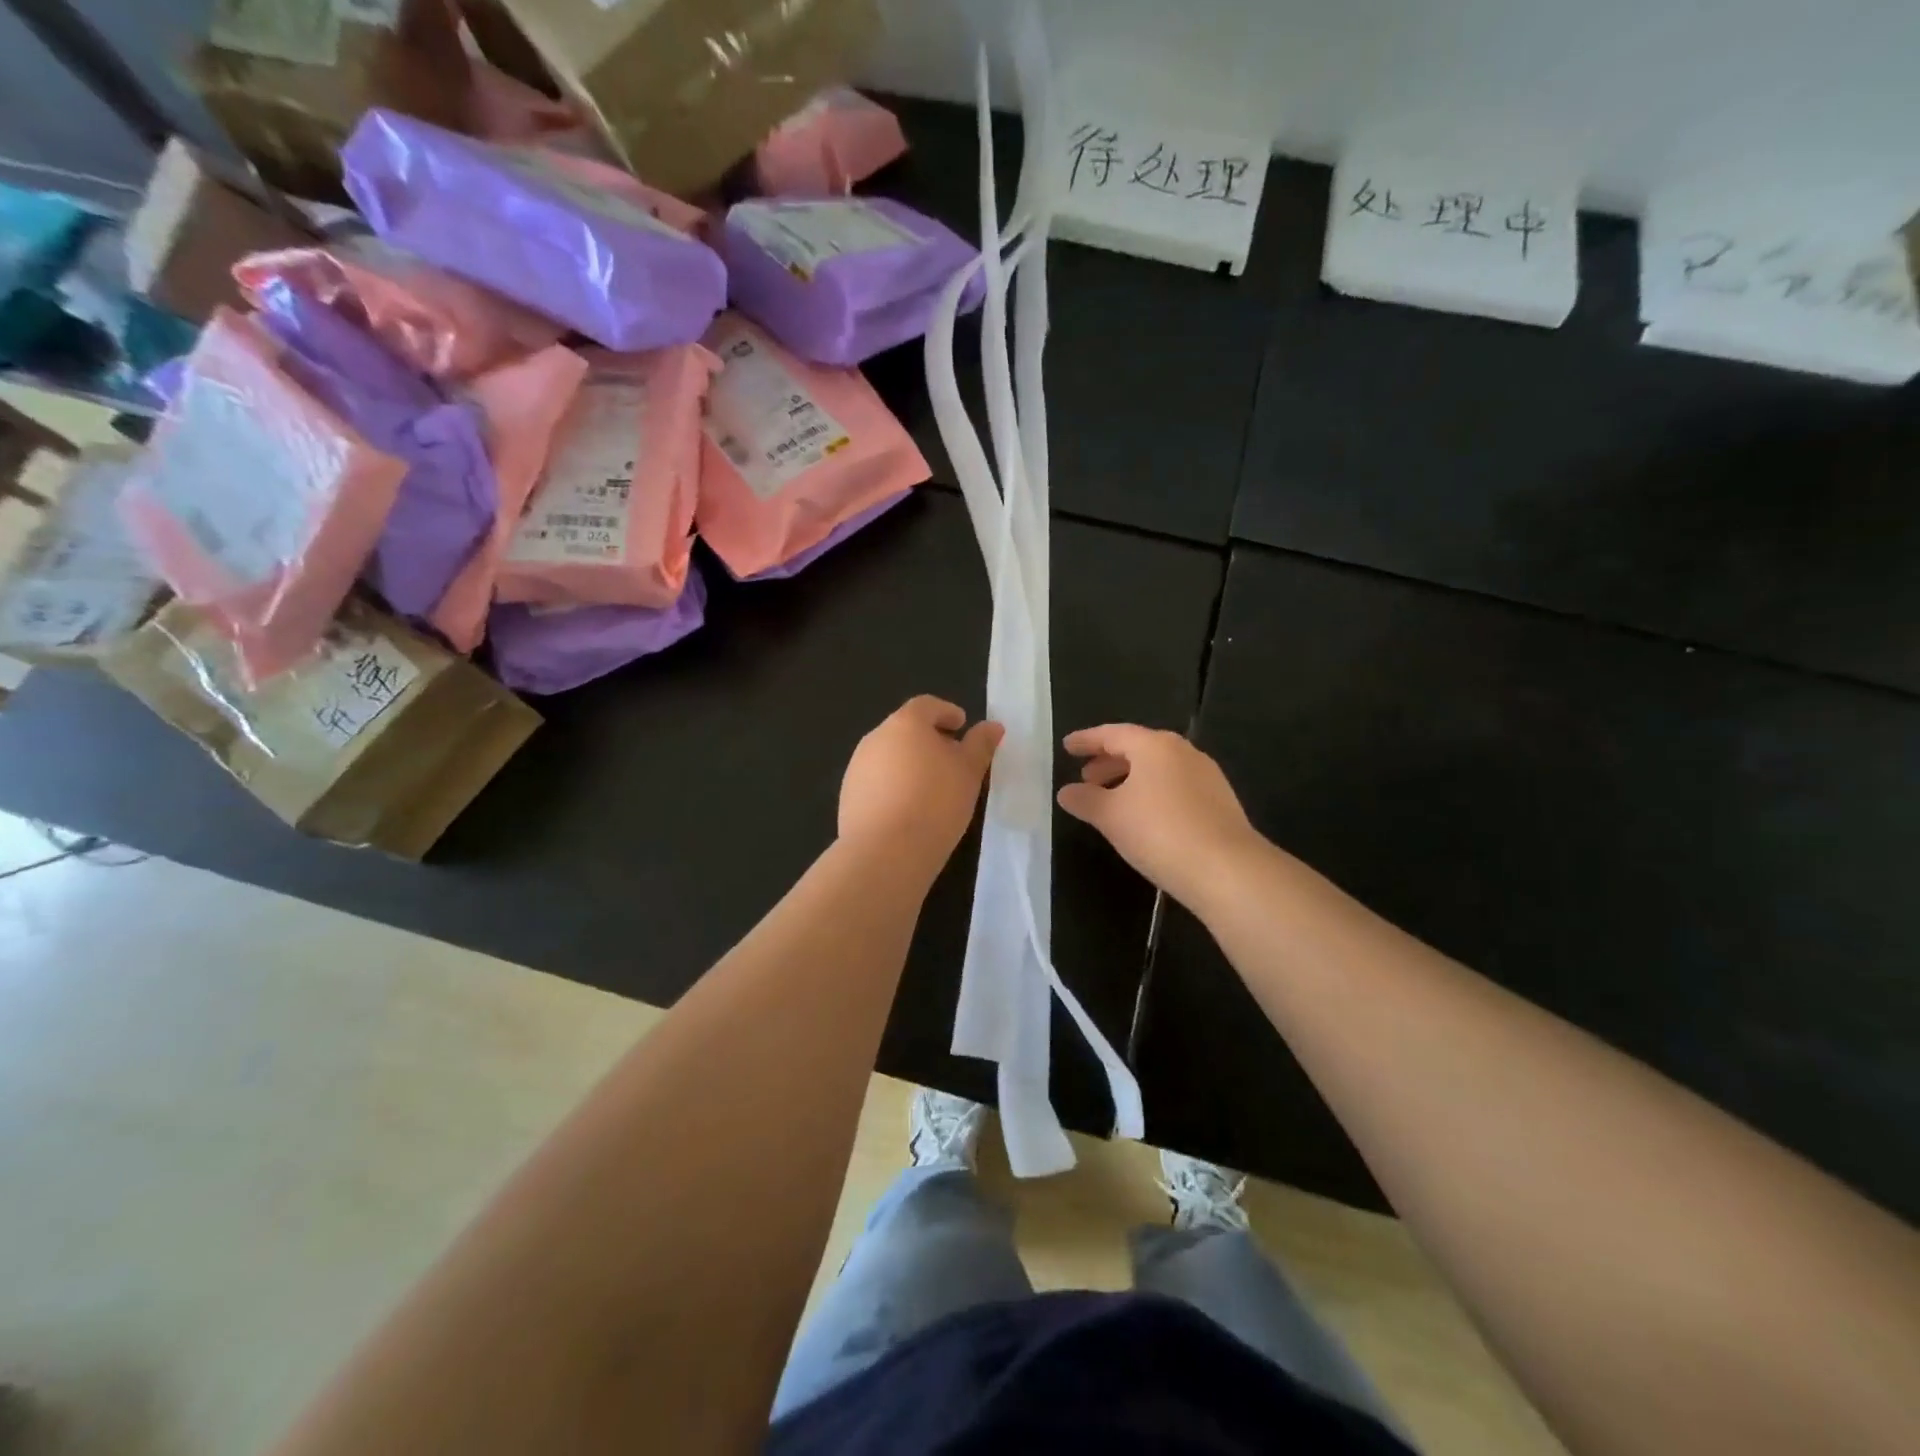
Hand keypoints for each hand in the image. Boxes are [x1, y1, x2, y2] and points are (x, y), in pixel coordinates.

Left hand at [840, 697, 1002, 877]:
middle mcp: (875, 739)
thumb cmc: (936, 802)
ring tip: (932, 789)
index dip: (946, 712)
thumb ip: (980, 745)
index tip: (961, 726)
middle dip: (928, 740)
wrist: (885, 852)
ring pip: (889, 757)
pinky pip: (876, 783)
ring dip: (909, 765)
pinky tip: (908, 811)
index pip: (926, 705)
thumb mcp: (969, 772)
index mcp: (905, 723)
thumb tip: (992, 726)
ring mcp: (857, 768)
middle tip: (952, 761)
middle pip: (905, 730)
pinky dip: (893, 787)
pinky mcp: (848, 797)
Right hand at [1057, 724, 1261, 907]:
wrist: (1226, 869)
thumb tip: (1066, 792)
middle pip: (1138, 748)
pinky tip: (1144, 817)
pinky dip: (1153, 793)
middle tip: (1087, 777)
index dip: (1087, 740)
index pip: (1113, 734)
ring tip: (1112, 800)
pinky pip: (1176, 787)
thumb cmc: (1159, 832)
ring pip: (1159, 769)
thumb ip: (1085, 800)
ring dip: (1131, 779)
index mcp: (1154, 745)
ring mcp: (1206, 776)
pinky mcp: (1219, 801)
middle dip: (1109, 761)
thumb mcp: (1111, 816)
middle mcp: (1183, 752)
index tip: (1067, 746)